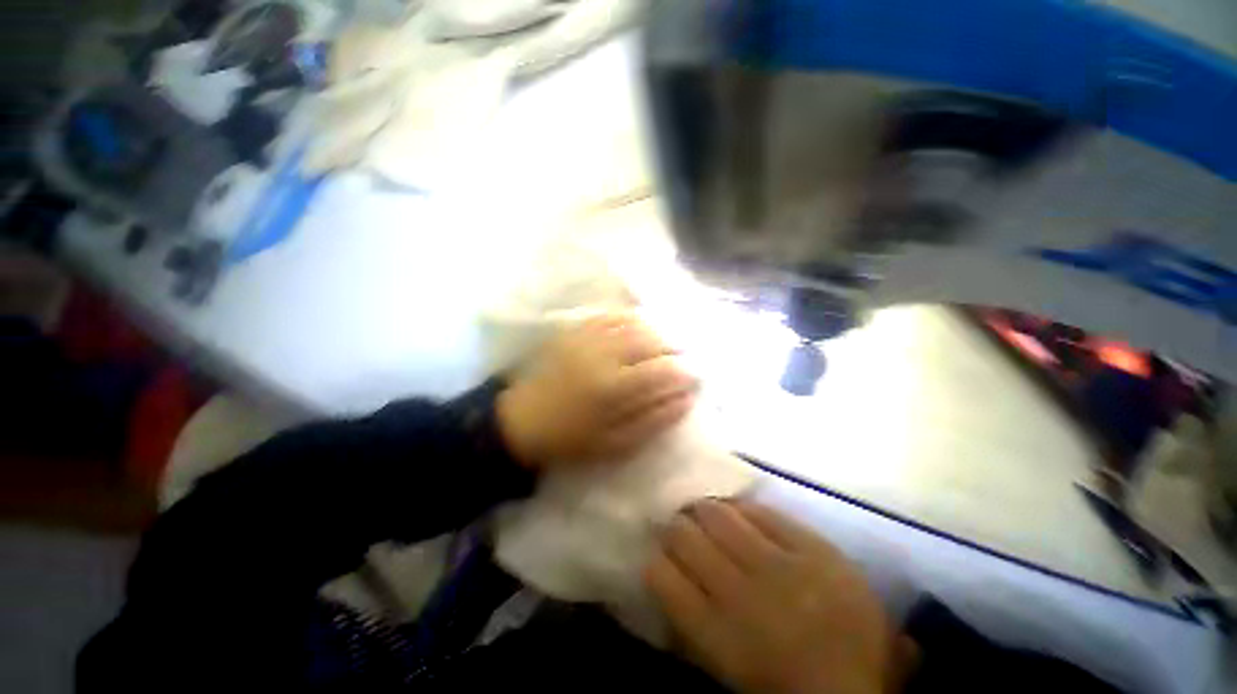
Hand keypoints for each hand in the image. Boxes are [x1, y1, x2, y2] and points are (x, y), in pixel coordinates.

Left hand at [497, 313, 697, 469]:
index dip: (686, 372)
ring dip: (658, 331)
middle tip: (683, 359)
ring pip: (635, 323)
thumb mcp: (616, 444)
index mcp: (614, 388)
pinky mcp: (575, 330)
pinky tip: (641, 327)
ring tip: (665, 345)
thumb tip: (687, 398)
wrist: (523, 420)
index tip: (695, 378)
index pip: (663, 371)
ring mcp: (588, 337)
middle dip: (675, 348)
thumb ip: (654, 420)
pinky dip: (633, 318)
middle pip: (652, 340)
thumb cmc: (571, 439)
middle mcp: (603, 354)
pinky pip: (612, 314)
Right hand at [645, 500, 914, 693]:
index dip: (654, 556)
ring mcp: (780, 566)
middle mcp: (741, 594)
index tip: (656, 551)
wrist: (861, 692)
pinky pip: (764, 512)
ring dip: (702, 509)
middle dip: (674, 526)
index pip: (662, 575)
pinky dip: (744, 508)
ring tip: (702, 510)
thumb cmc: (781, 685)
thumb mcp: (724, 664)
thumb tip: (663, 570)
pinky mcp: (814, 548)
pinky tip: (739, 511)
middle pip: (686, 537)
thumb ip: (689, 619)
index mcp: (717, 634)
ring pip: (719, 515)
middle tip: (677, 524)